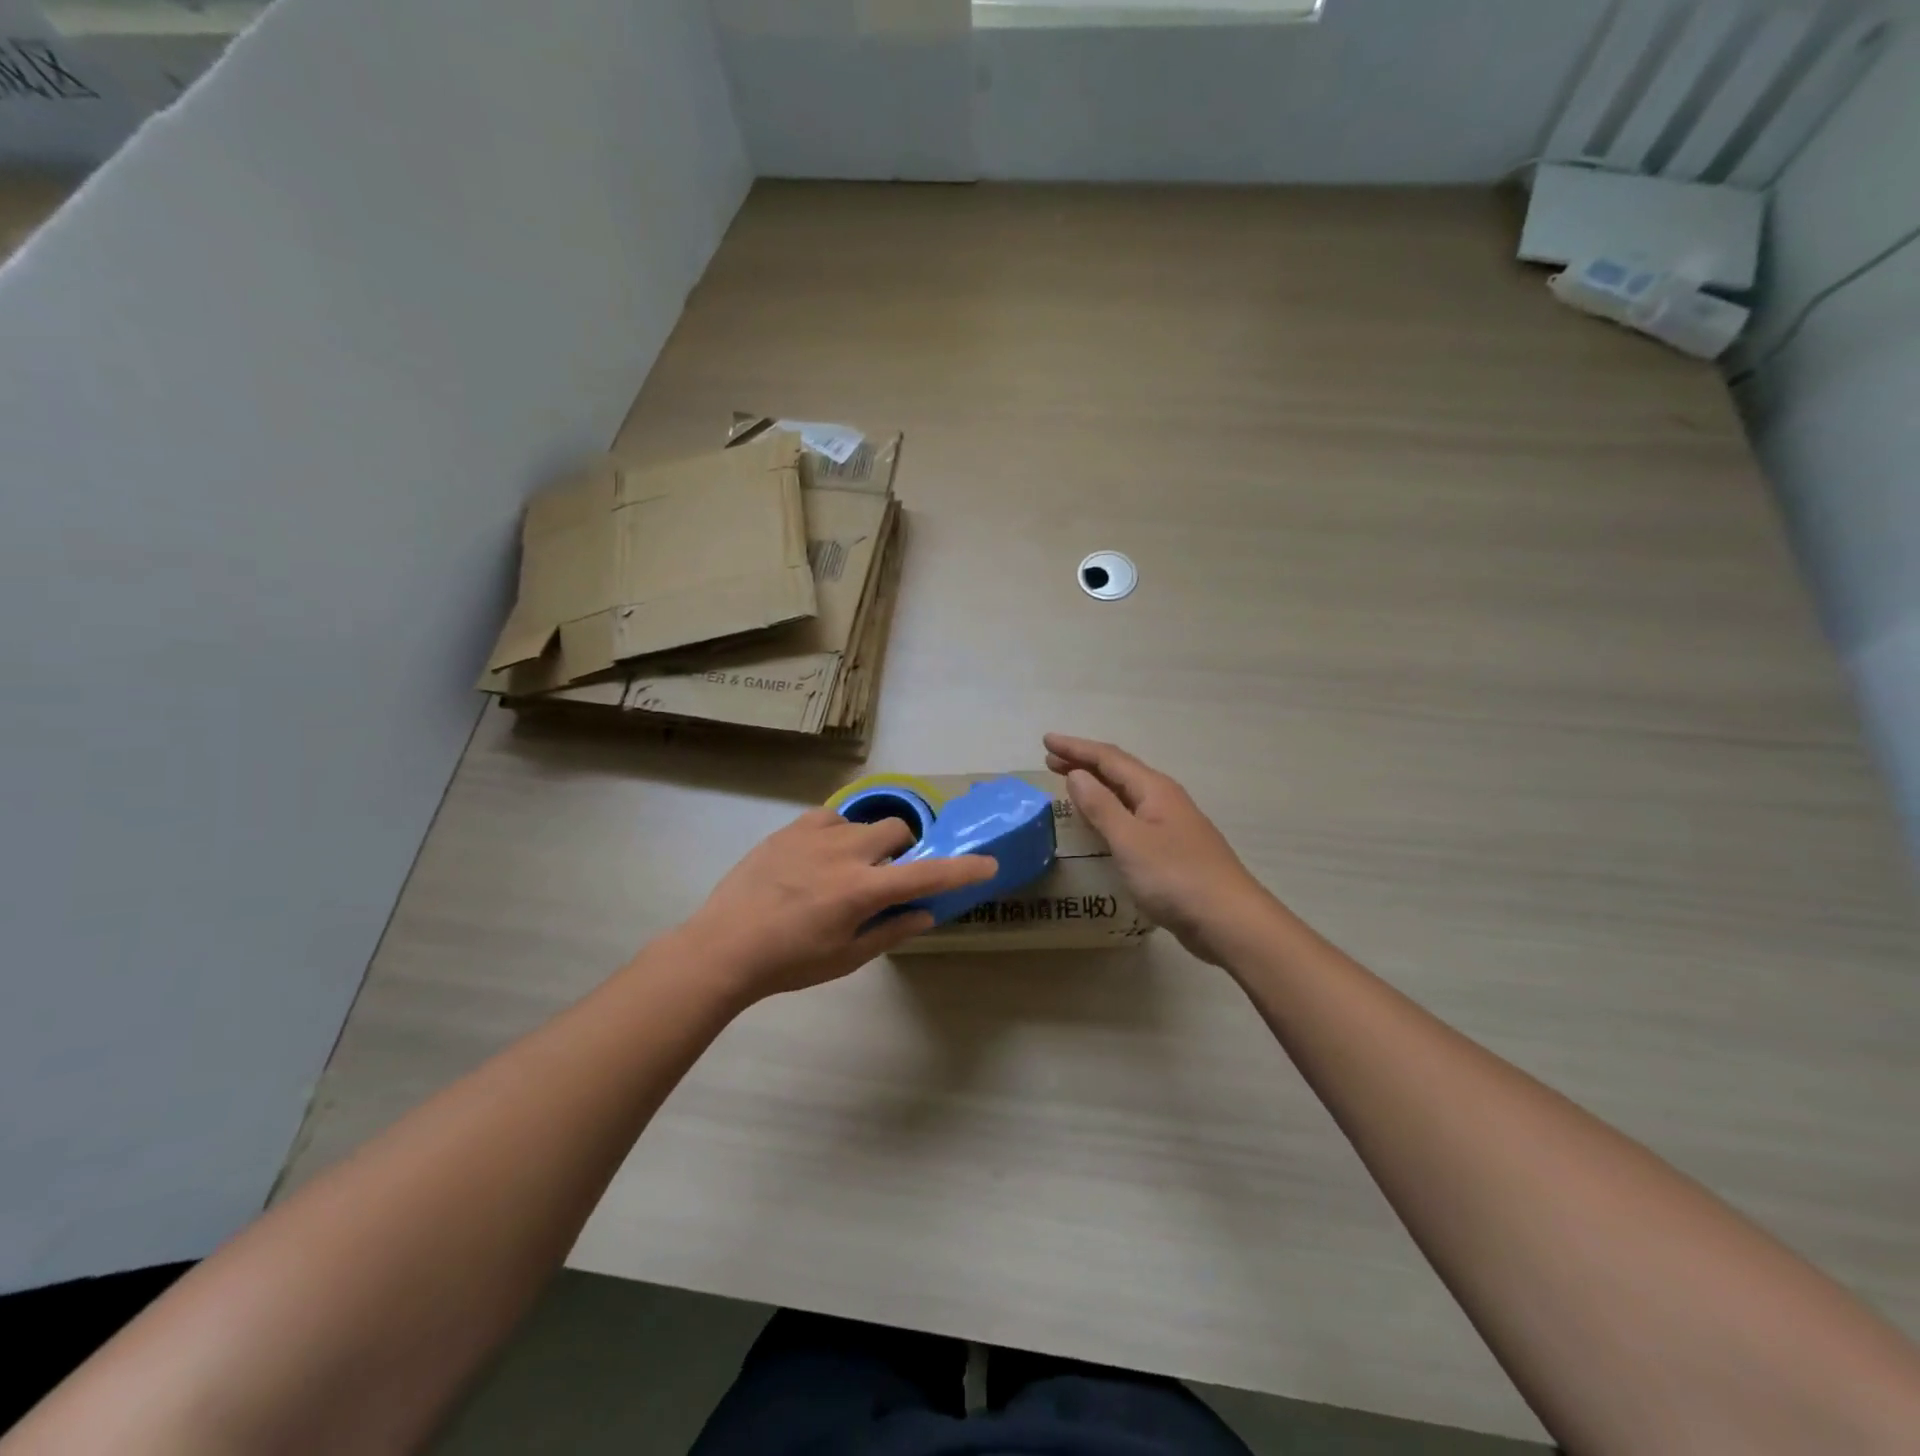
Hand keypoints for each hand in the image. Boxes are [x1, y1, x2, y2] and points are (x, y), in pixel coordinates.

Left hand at [682, 808, 996, 1000]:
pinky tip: (821, 856)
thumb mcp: (846, 957)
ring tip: (845, 870)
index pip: (926, 874)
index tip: (988, 863)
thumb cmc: (789, 962)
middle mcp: (845, 853)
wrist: (724, 946)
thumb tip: (925, 914)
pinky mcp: (791, 829)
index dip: (961, 869)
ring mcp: (815, 835)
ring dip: (869, 843)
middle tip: (886, 876)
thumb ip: (891, 930)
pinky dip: (839, 833)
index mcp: (862, 891)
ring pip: (864, 822)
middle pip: (897, 829)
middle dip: (904, 849)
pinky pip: (832, 817)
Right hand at [1044, 734, 1273, 964]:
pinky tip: (1103, 823)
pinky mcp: (1172, 849)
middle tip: (1050, 760)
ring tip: (1070, 784)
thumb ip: (1101, 806)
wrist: (1229, 920)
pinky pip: (1133, 816)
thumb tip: (1077, 774)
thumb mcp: (1130, 840)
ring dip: (1097, 786)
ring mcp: (1171, 824)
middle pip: (1119, 771)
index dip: (1076, 748)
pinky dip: (1111, 810)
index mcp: (1154, 790)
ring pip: (1128, 794)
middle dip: (1084, 763)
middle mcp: (1164, 799)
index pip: (1109, 758)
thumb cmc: (1175, 877)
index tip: (1046, 740)